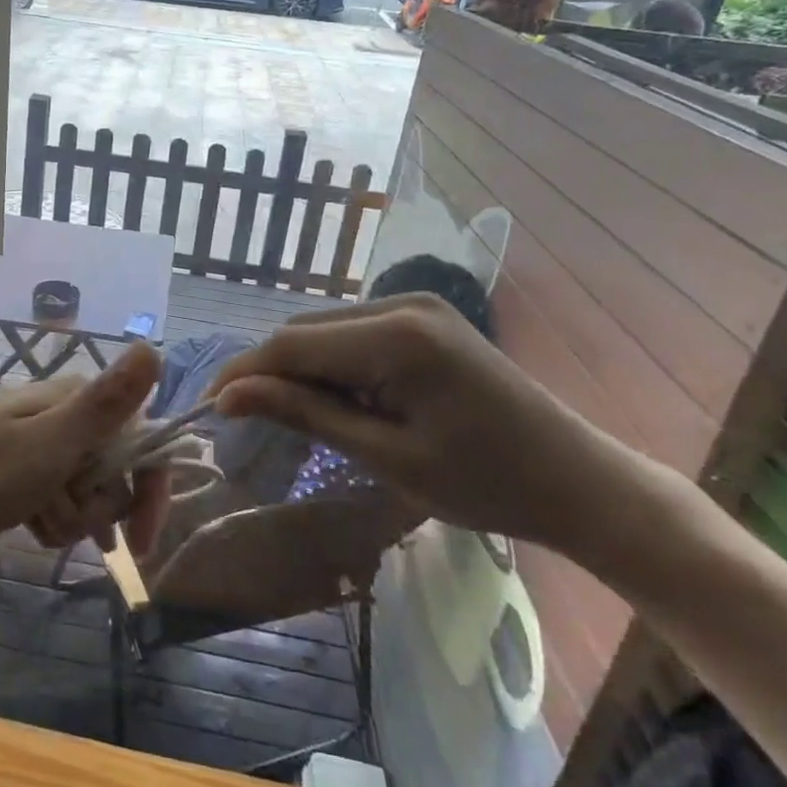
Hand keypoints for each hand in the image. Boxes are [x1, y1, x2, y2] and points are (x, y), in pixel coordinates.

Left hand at [0, 343, 172, 555]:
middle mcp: (64, 412)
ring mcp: (41, 438)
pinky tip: (31, 525)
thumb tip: (153, 348)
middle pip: (115, 469)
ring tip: (37, 524)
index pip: (142, 440)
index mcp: (76, 400)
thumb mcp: (48, 445)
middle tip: (59, 518)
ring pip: (87, 488)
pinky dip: (52, 515)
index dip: (149, 489)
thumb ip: (105, 404)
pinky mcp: (22, 464)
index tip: (141, 542)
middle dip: (97, 507)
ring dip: (72, 517)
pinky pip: (59, 494)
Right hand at [210, 294, 655, 562]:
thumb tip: (230, 395)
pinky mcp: (423, 317)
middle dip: (270, 372)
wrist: (577, 480)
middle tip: (246, 421)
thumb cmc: (484, 483)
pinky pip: (354, 333)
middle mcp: (400, 303)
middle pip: (305, 331)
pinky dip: (332, 364)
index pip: (291, 344)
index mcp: (395, 336)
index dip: (244, 373)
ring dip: (300, 368)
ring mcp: (415, 304)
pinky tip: (338, 399)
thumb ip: (305, 415)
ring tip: (292, 417)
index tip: (209, 408)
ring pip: (325, 330)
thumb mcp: (385, 456)